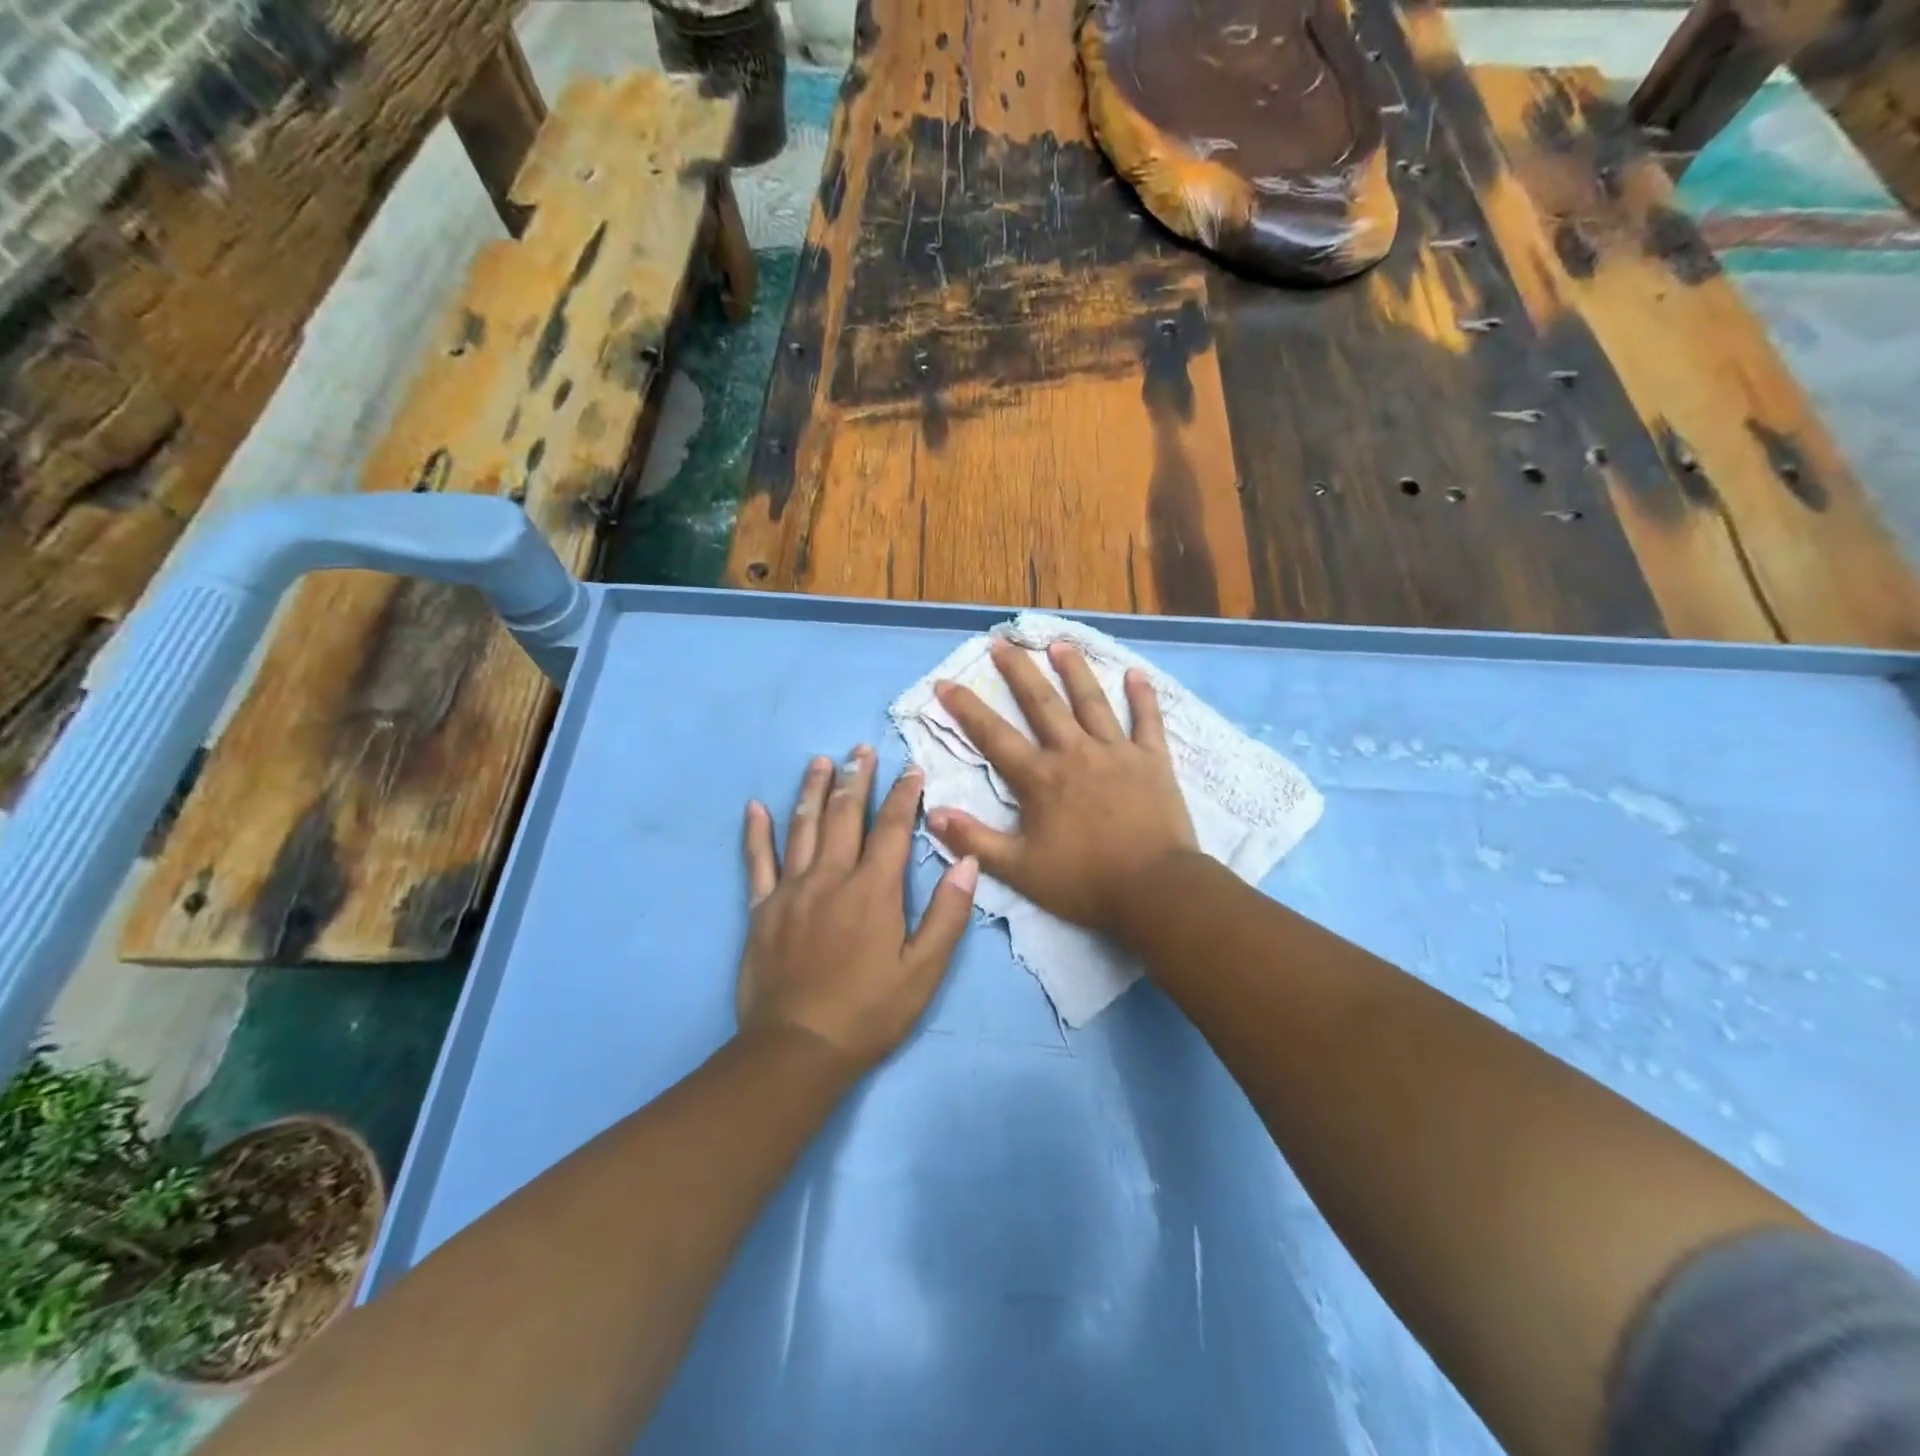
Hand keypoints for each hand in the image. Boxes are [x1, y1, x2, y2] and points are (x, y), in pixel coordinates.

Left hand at [739, 746, 978, 1071]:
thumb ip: (947, 914)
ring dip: (813, 791)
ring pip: (802, 828)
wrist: (798, 1049)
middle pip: (845, 816)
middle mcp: (830, 878)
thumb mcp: (924, 972)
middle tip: (861, 749)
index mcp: (873, 890)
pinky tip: (754, 807)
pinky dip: (756, 833)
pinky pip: (757, 862)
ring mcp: (791, 891)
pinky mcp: (761, 910)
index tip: (910, 768)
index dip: (903, 795)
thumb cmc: (869, 1012)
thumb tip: (967, 861)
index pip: (892, 829)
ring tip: (821, 761)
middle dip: (856, 779)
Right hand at [928, 640, 1197, 936]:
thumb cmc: (1084, 882)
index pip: (994, 736)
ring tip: (1059, 644)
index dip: (967, 709)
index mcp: (1040, 778)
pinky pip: (1147, 721)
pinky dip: (1142, 697)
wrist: (1155, 889)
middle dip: (1019, 672)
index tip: (946, 682)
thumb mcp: (1019, 869)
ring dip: (1074, 670)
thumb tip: (932, 813)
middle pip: (1042, 704)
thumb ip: (975, 840)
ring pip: (1091, 701)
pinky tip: (1135, 674)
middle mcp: (1074, 753)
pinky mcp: (1153, 761)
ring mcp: (1116, 752)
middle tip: (1002, 643)